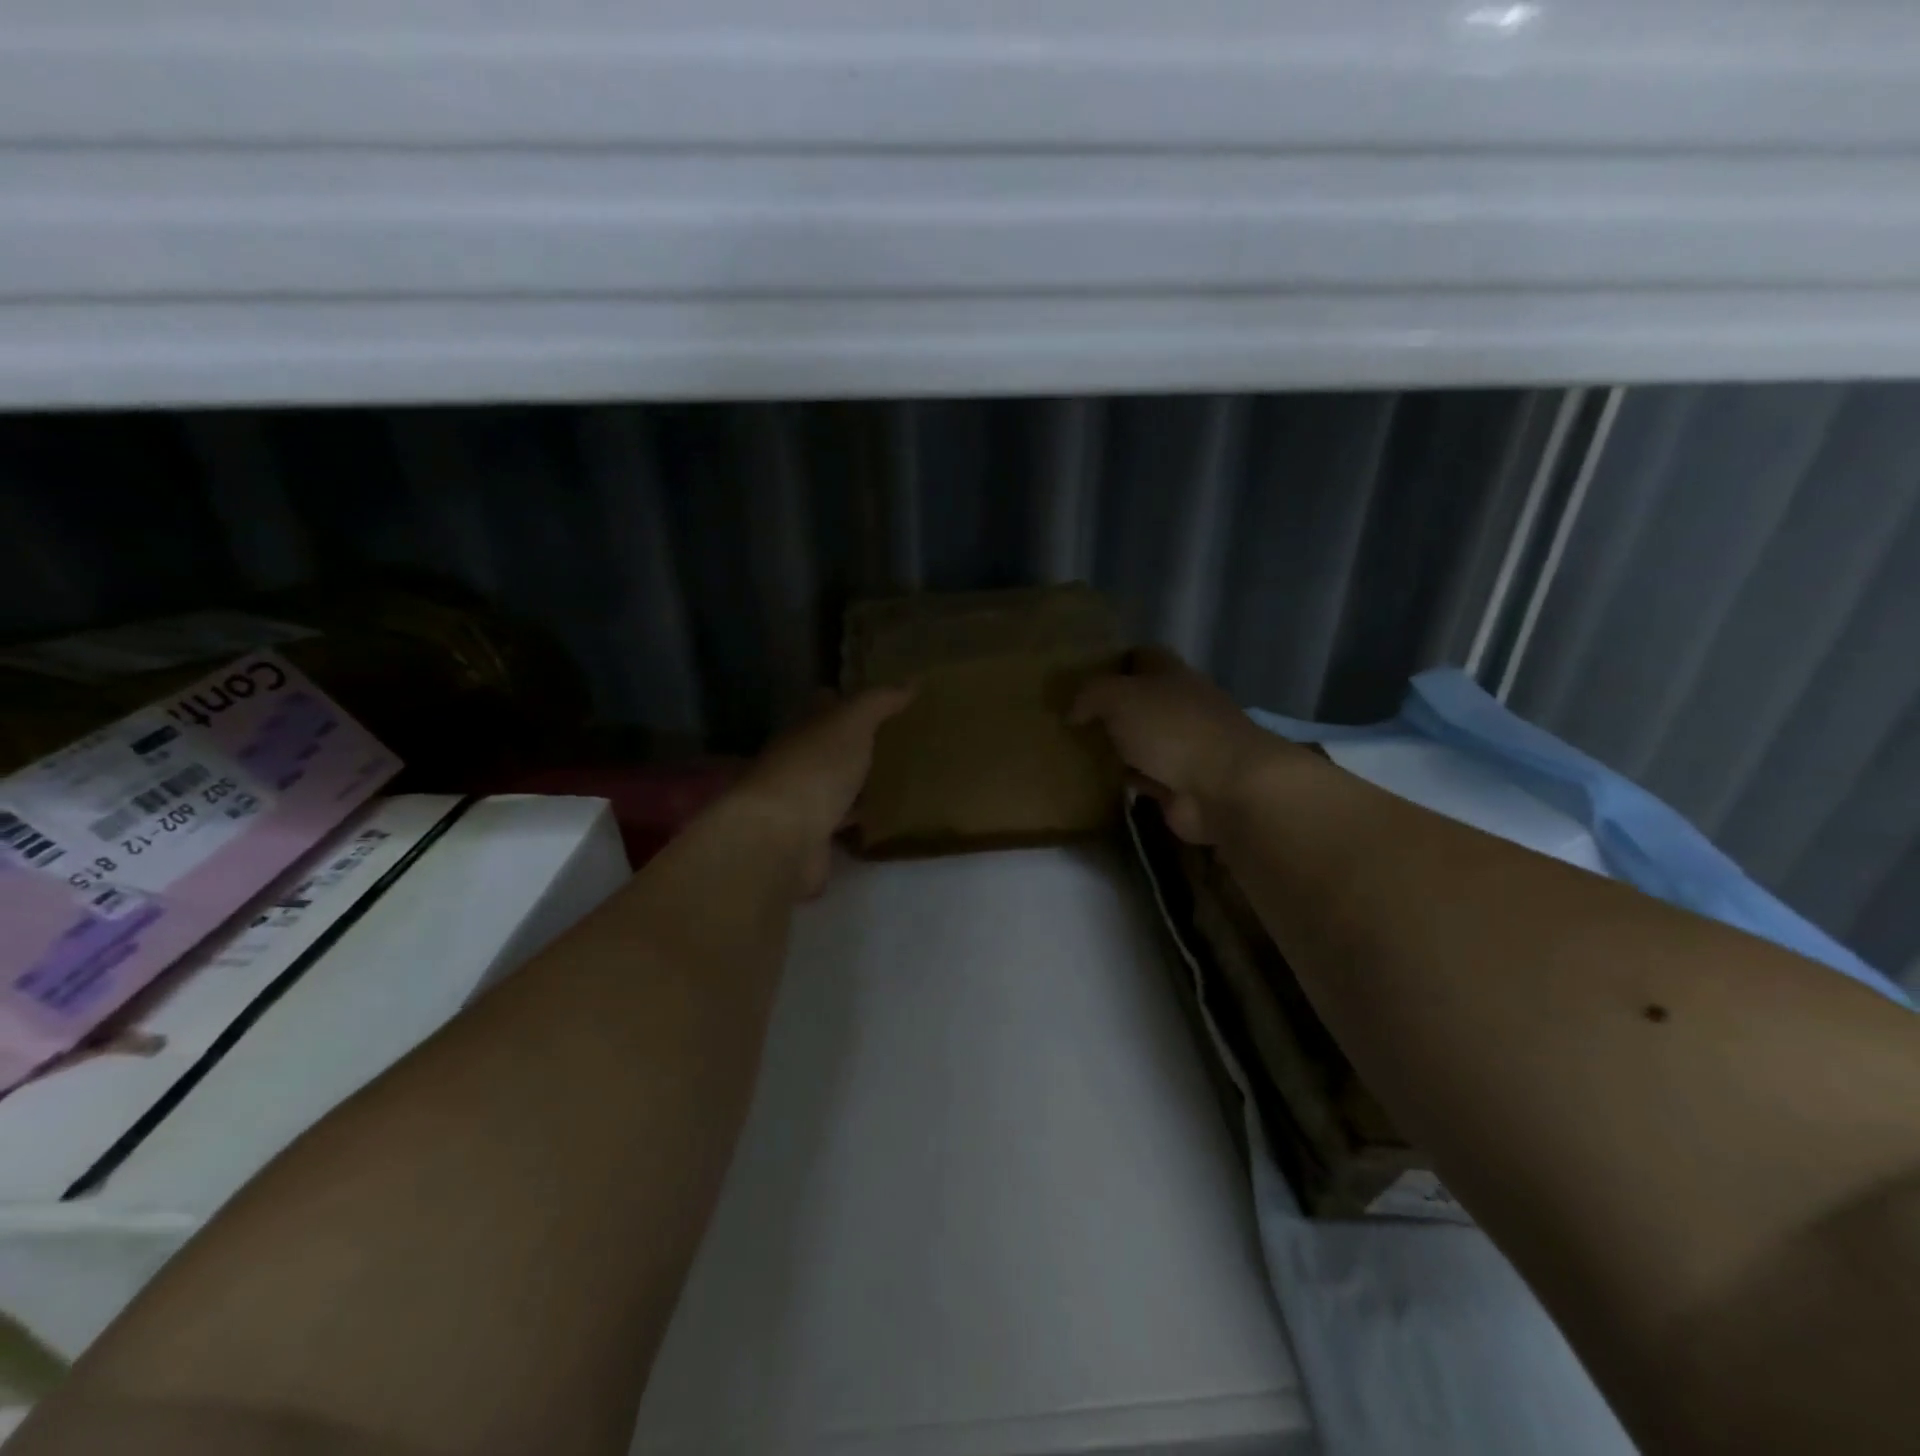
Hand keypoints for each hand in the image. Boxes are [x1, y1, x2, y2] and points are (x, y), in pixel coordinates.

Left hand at [732, 687, 912, 893]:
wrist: (782, 839)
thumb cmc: (814, 769)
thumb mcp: (851, 723)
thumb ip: (879, 702)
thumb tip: (913, 680)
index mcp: (803, 729)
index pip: (825, 705)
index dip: (850, 700)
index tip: (884, 701)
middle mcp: (798, 762)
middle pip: (831, 747)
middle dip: (858, 744)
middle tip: (901, 742)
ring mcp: (803, 802)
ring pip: (837, 786)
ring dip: (859, 784)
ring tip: (901, 779)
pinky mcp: (814, 838)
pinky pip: (843, 823)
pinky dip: (860, 820)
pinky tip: (886, 819)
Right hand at [1069, 647, 1289, 843]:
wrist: (1223, 788)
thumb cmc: (1172, 729)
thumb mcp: (1120, 697)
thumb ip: (1090, 696)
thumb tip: (1072, 712)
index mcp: (1172, 675)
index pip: (1142, 656)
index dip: (1114, 662)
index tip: (1081, 676)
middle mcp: (1179, 707)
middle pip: (1140, 701)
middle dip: (1109, 709)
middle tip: (1068, 718)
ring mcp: (1182, 748)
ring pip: (1139, 741)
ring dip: (1115, 747)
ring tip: (1073, 750)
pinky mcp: (1178, 785)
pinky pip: (1142, 778)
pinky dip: (1123, 780)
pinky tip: (1094, 781)